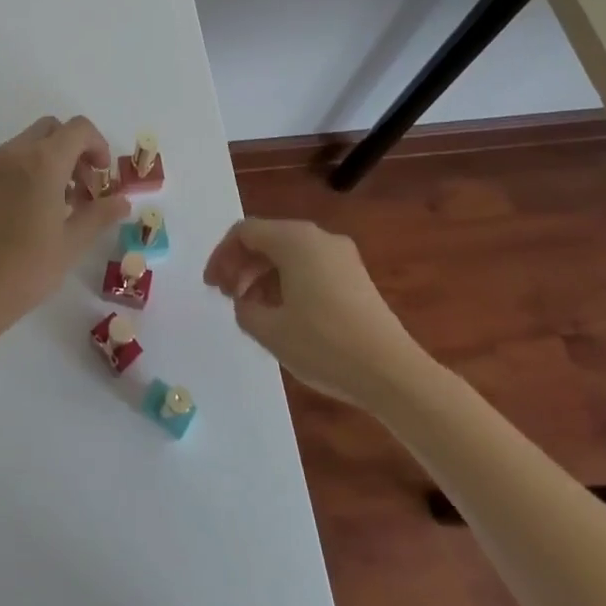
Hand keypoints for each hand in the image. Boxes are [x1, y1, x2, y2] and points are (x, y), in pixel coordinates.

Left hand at [0, 116, 124, 327]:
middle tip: (82, 187)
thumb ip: (100, 214)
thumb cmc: (28, 267)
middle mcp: (14, 154)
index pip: (78, 129)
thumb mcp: (72, 243)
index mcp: (42, 162)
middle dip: (73, 149)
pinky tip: (27, 213)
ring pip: (26, 145)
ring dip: (48, 161)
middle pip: (51, 130)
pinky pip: (5, 164)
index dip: (98, 145)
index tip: (102, 177)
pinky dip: (24, 173)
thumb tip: (122, 202)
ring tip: (57, 205)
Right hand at [203, 217, 429, 402]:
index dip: (222, 256)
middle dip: (242, 265)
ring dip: (264, 275)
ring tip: (253, 310)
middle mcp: (318, 237)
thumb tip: (245, 302)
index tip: (212, 287)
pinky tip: (285, 314)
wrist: (393, 373)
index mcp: (294, 240)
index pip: (245, 232)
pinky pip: (310, 267)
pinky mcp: (356, 277)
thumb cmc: (324, 345)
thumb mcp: (270, 330)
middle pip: (268, 239)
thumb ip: (244, 309)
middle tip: (228, 298)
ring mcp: (342, 256)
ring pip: (290, 254)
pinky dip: (288, 282)